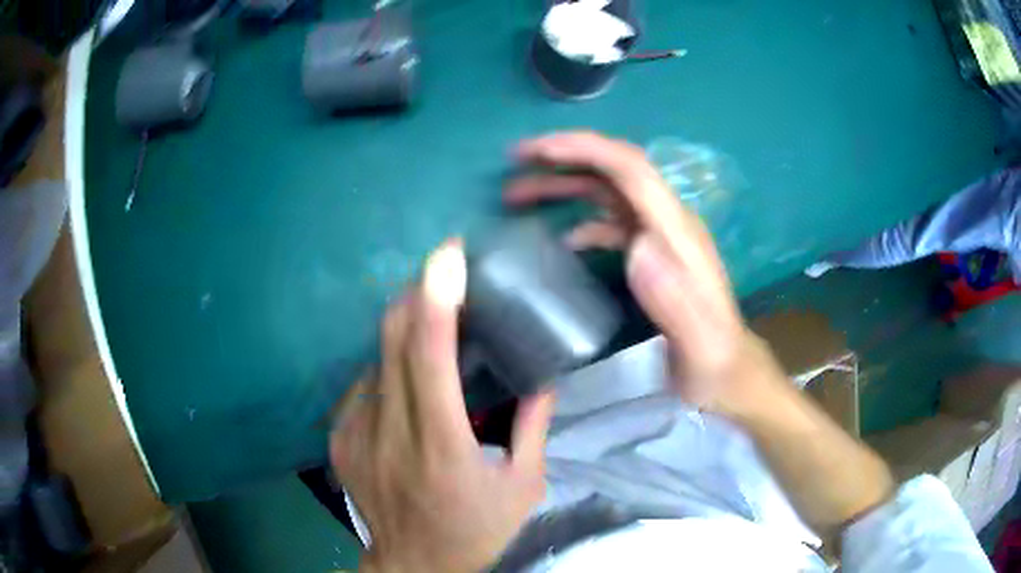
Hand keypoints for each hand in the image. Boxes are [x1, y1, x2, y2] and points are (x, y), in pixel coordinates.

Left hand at [330, 241, 554, 572]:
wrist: (412, 565)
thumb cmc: (474, 531)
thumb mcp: (522, 488)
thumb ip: (533, 428)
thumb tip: (543, 377)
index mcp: (442, 448)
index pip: (430, 360)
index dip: (436, 302)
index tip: (448, 256)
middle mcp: (390, 435)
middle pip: (392, 342)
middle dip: (415, 296)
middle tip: (443, 273)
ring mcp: (355, 434)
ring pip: (375, 358)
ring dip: (403, 331)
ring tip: (431, 326)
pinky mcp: (339, 439)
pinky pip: (363, 383)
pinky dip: (388, 367)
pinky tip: (407, 379)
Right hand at [506, 131, 772, 411]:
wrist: (730, 374)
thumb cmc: (713, 364)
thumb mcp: (700, 346)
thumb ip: (676, 301)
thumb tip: (637, 247)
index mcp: (679, 235)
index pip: (633, 171)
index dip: (586, 151)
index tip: (538, 153)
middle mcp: (669, 224)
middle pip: (616, 171)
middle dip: (566, 157)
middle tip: (517, 161)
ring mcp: (660, 238)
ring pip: (609, 193)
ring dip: (565, 184)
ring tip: (519, 193)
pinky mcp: (652, 257)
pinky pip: (612, 224)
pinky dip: (581, 221)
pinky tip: (561, 240)